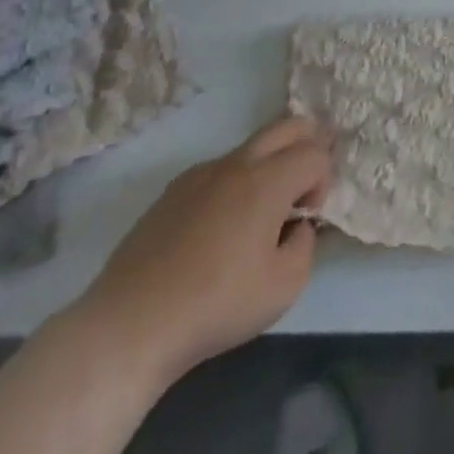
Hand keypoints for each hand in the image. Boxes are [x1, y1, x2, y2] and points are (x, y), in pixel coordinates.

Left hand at [72, 115, 329, 386]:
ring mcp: (201, 173)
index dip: (323, 182)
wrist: (130, 326)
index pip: (316, 154)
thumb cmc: (216, 306)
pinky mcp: (173, 191)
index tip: (306, 219)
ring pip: (252, 145)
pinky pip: (219, 168)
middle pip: (287, 126)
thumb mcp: (285, 287)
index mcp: (268, 181)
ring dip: (271, 162)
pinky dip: (236, 180)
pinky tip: (221, 225)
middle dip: (308, 143)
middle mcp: (237, 164)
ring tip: (263, 209)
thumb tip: (296, 227)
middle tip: (305, 182)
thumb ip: (305, 245)